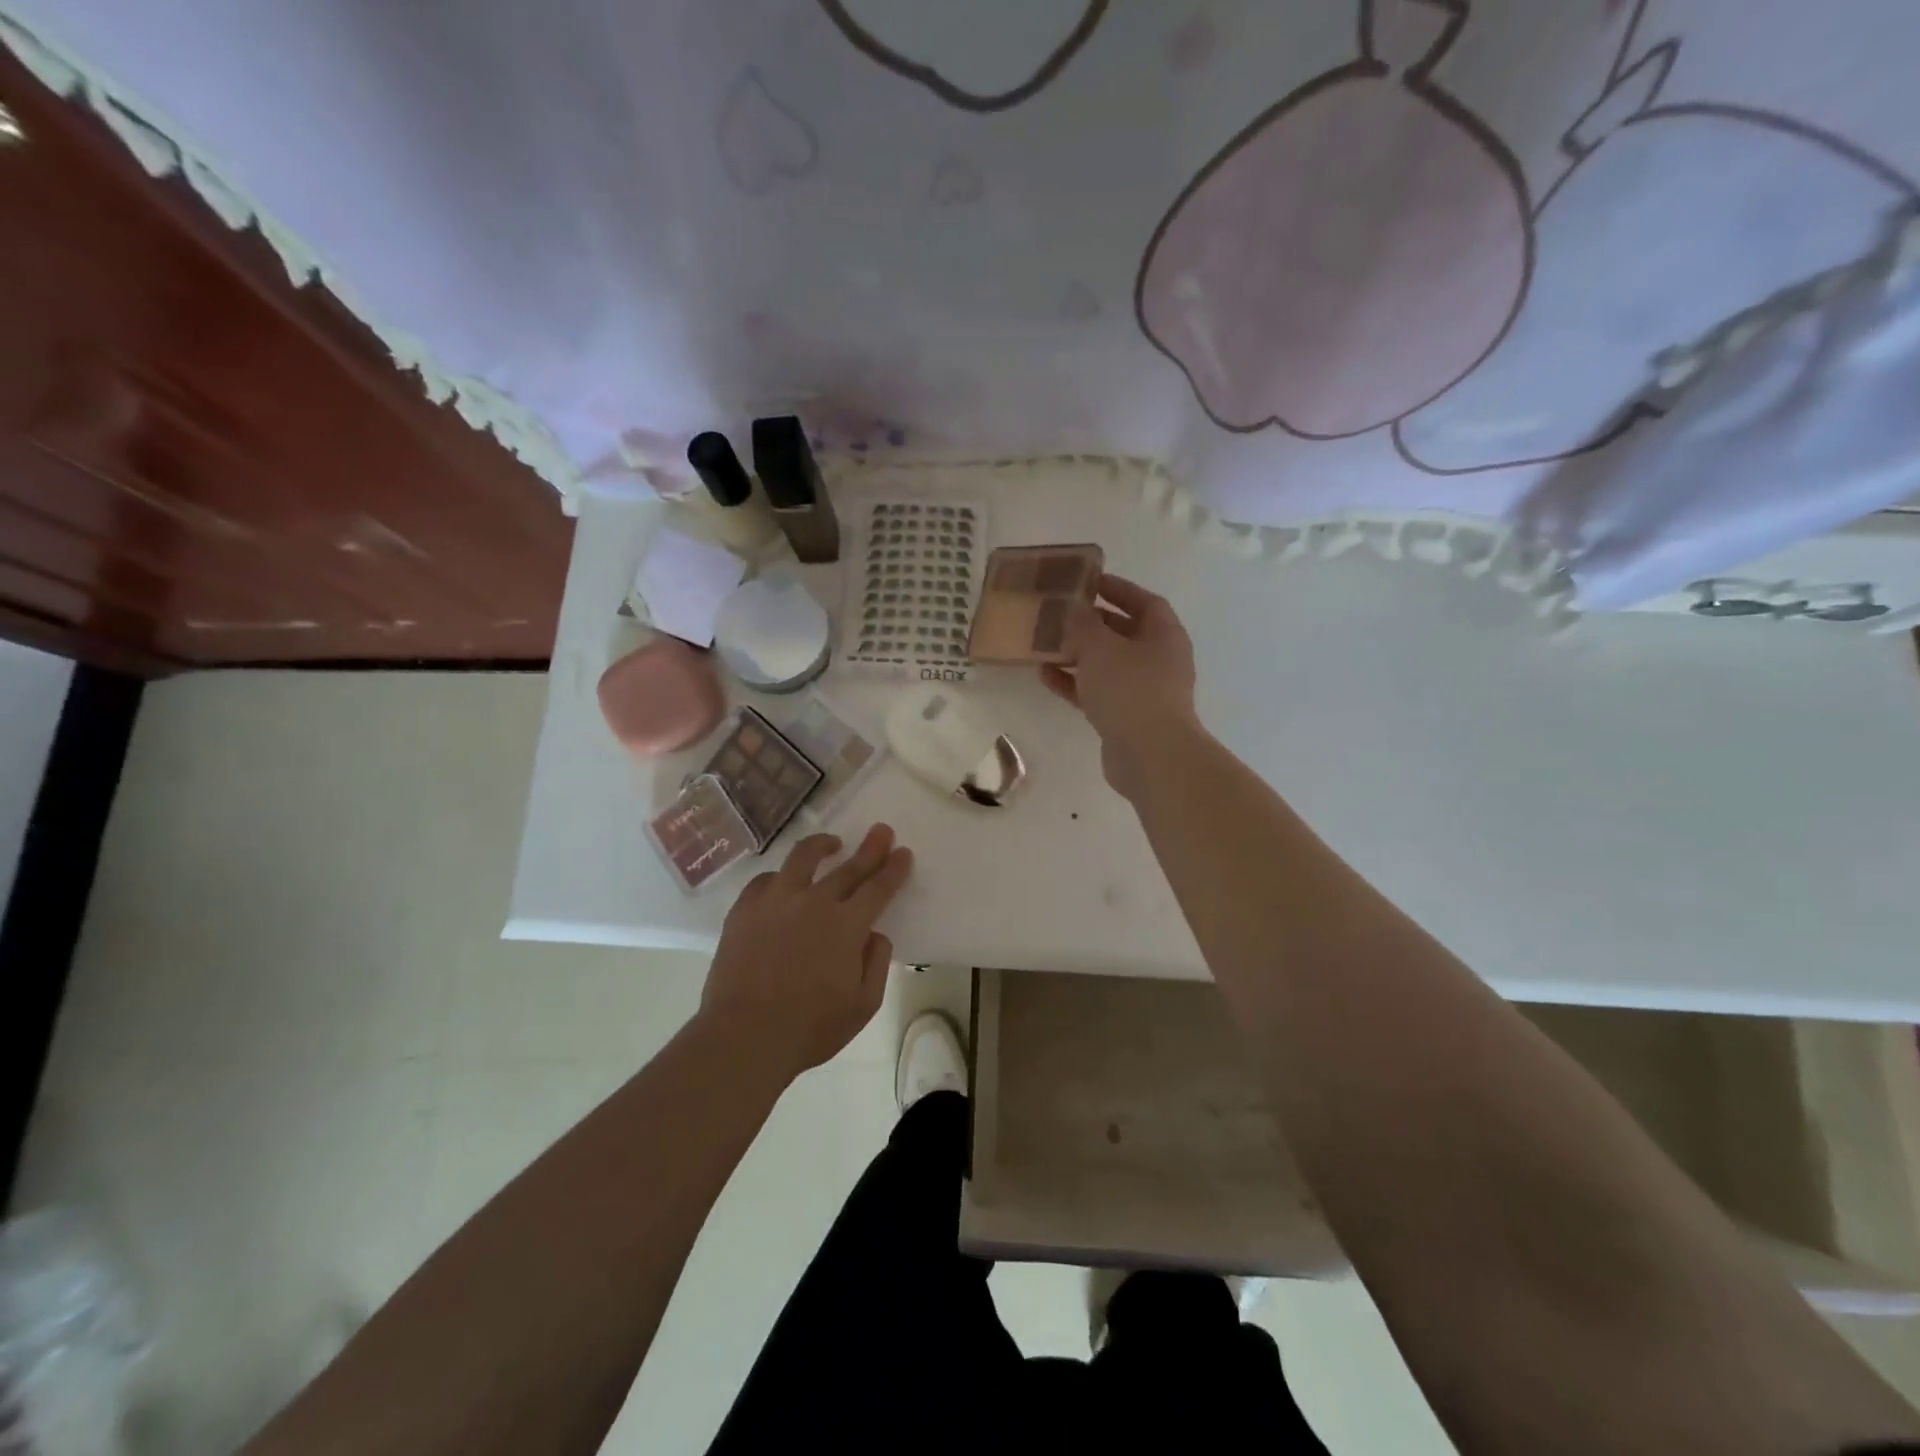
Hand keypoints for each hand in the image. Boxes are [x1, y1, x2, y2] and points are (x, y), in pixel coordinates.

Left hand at [697, 824, 913, 1081]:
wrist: (742, 1037)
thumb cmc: (809, 1028)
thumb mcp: (863, 1005)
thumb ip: (876, 963)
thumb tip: (874, 934)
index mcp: (847, 925)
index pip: (878, 887)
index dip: (894, 869)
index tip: (903, 852)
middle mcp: (814, 902)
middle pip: (848, 867)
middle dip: (870, 848)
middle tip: (881, 831)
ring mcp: (775, 901)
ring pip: (803, 858)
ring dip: (823, 846)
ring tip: (831, 843)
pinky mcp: (744, 909)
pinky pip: (765, 880)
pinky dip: (781, 876)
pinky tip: (785, 880)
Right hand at [1042, 574, 1199, 799]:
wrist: (1150, 755)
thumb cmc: (1130, 689)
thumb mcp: (1099, 647)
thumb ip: (1082, 624)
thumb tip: (1073, 609)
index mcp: (1164, 635)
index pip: (1144, 601)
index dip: (1119, 589)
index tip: (1090, 581)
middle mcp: (1159, 661)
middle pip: (1124, 634)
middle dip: (1092, 623)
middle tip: (1061, 614)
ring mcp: (1144, 692)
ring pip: (1107, 665)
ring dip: (1078, 655)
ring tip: (1045, 645)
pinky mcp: (1126, 718)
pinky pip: (1097, 692)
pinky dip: (1074, 683)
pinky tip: (1046, 676)